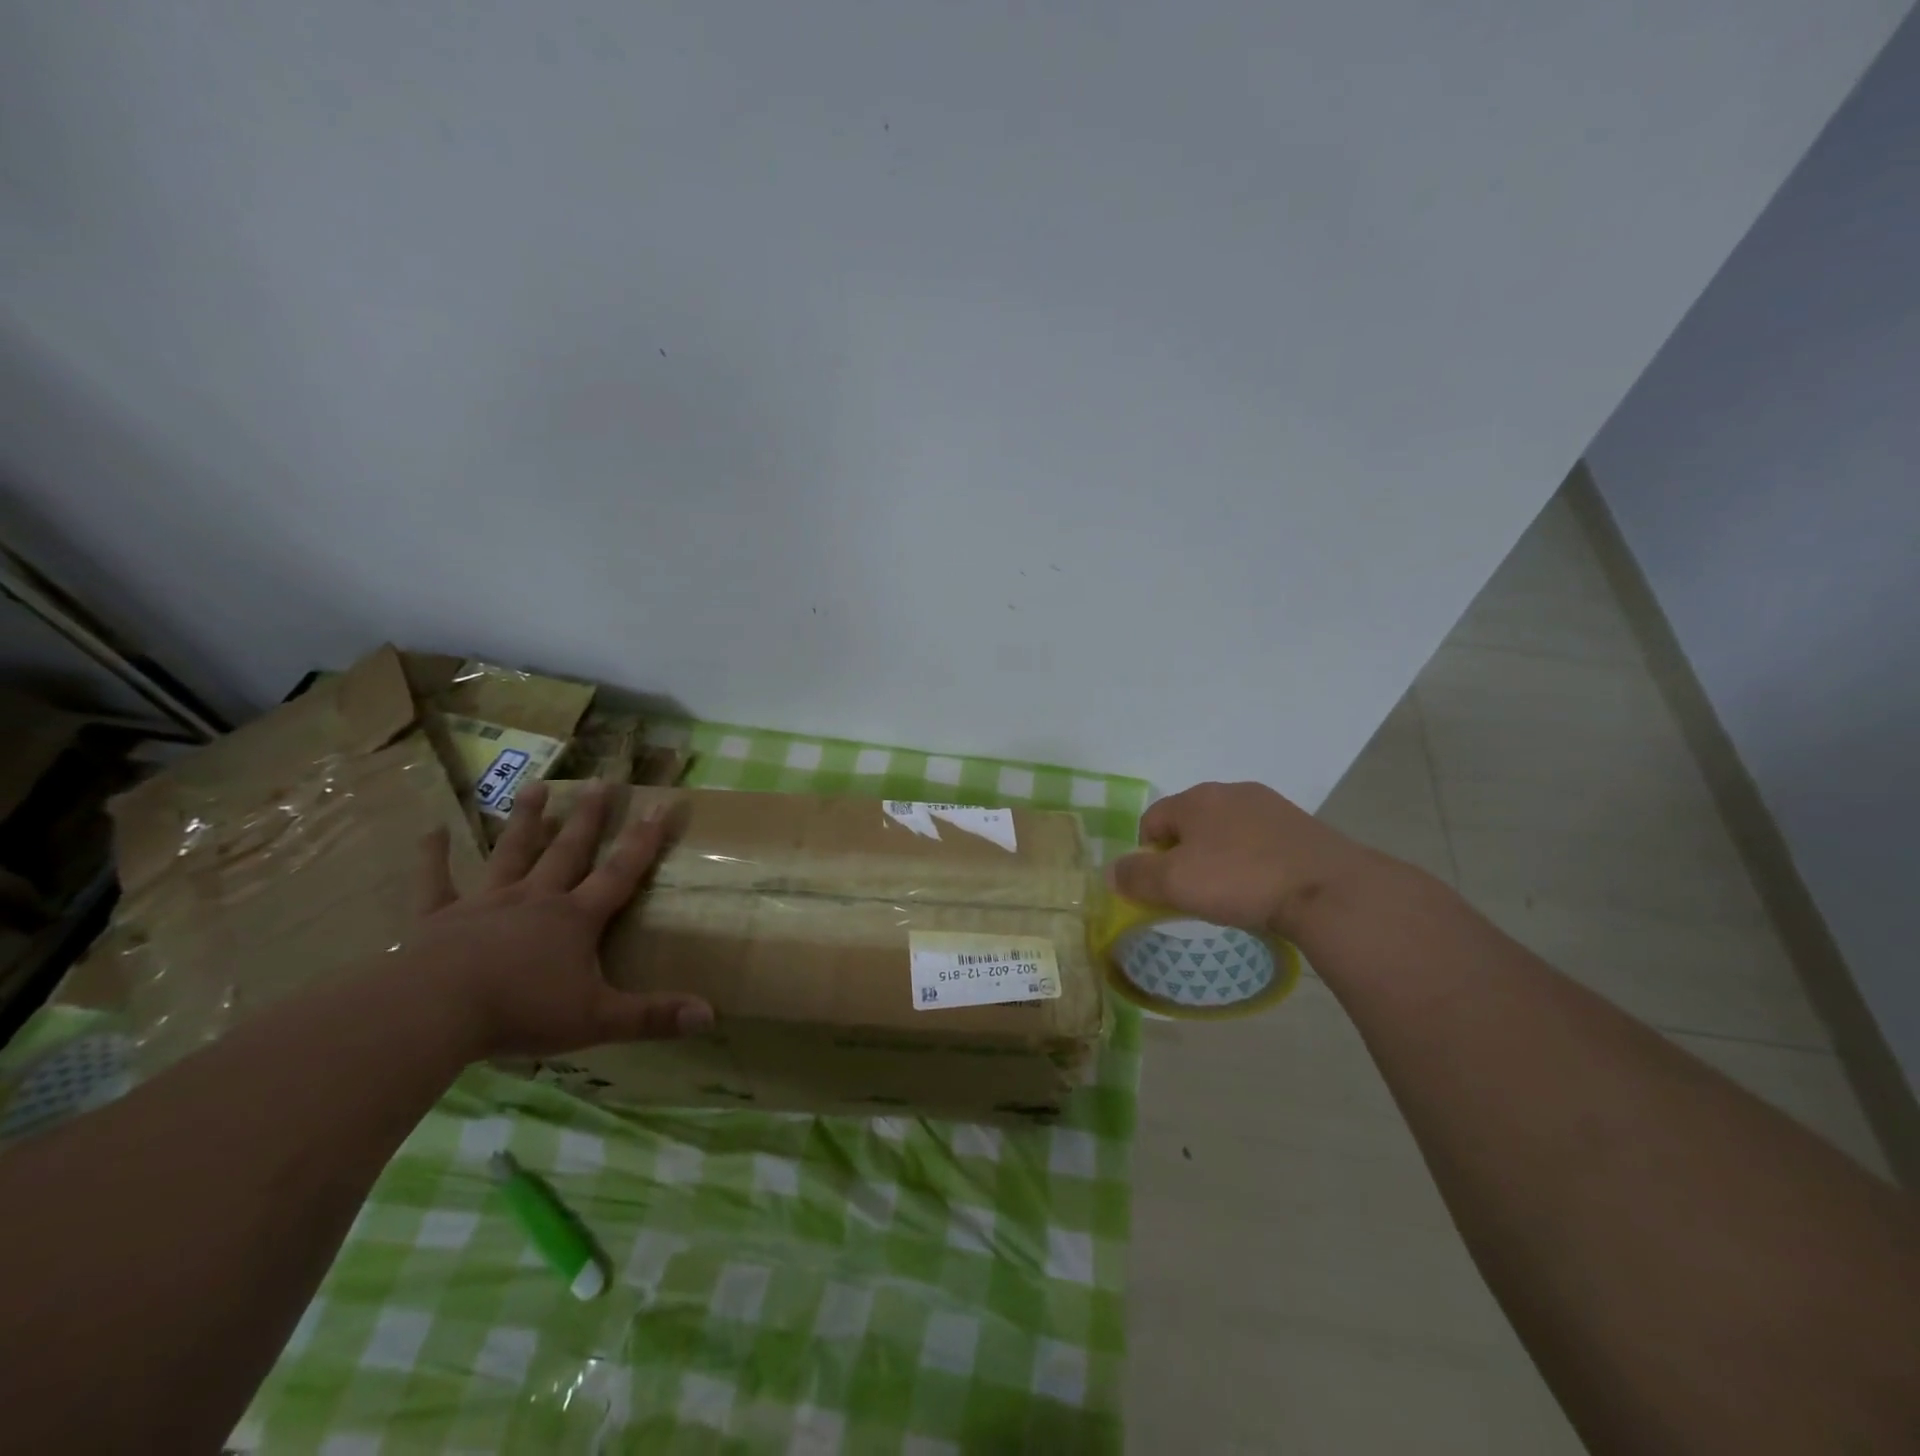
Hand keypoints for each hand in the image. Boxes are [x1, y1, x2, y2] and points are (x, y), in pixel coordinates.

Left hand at [409, 780, 711, 1058]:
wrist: (432, 1012)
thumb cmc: (520, 1012)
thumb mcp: (597, 1020)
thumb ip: (653, 1016)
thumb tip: (711, 1016)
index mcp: (575, 919)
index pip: (620, 872)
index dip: (644, 840)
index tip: (661, 803)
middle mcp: (535, 899)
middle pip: (568, 851)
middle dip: (588, 817)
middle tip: (600, 781)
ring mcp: (485, 903)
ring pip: (510, 854)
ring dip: (525, 821)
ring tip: (536, 786)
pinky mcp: (437, 918)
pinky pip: (435, 882)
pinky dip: (433, 855)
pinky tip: (432, 829)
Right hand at [1106, 780, 1380, 938]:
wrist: (1327, 888)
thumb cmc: (1239, 881)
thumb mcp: (1175, 884)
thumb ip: (1136, 876)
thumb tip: (1111, 871)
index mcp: (1195, 799)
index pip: (1152, 820)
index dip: (1146, 854)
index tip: (1159, 887)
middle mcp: (1230, 791)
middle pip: (1190, 822)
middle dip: (1183, 853)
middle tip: (1192, 890)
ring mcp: (1270, 805)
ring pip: (1226, 830)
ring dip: (1219, 855)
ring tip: (1230, 891)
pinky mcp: (1301, 825)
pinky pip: (1260, 840)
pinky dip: (1252, 859)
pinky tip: (1263, 886)